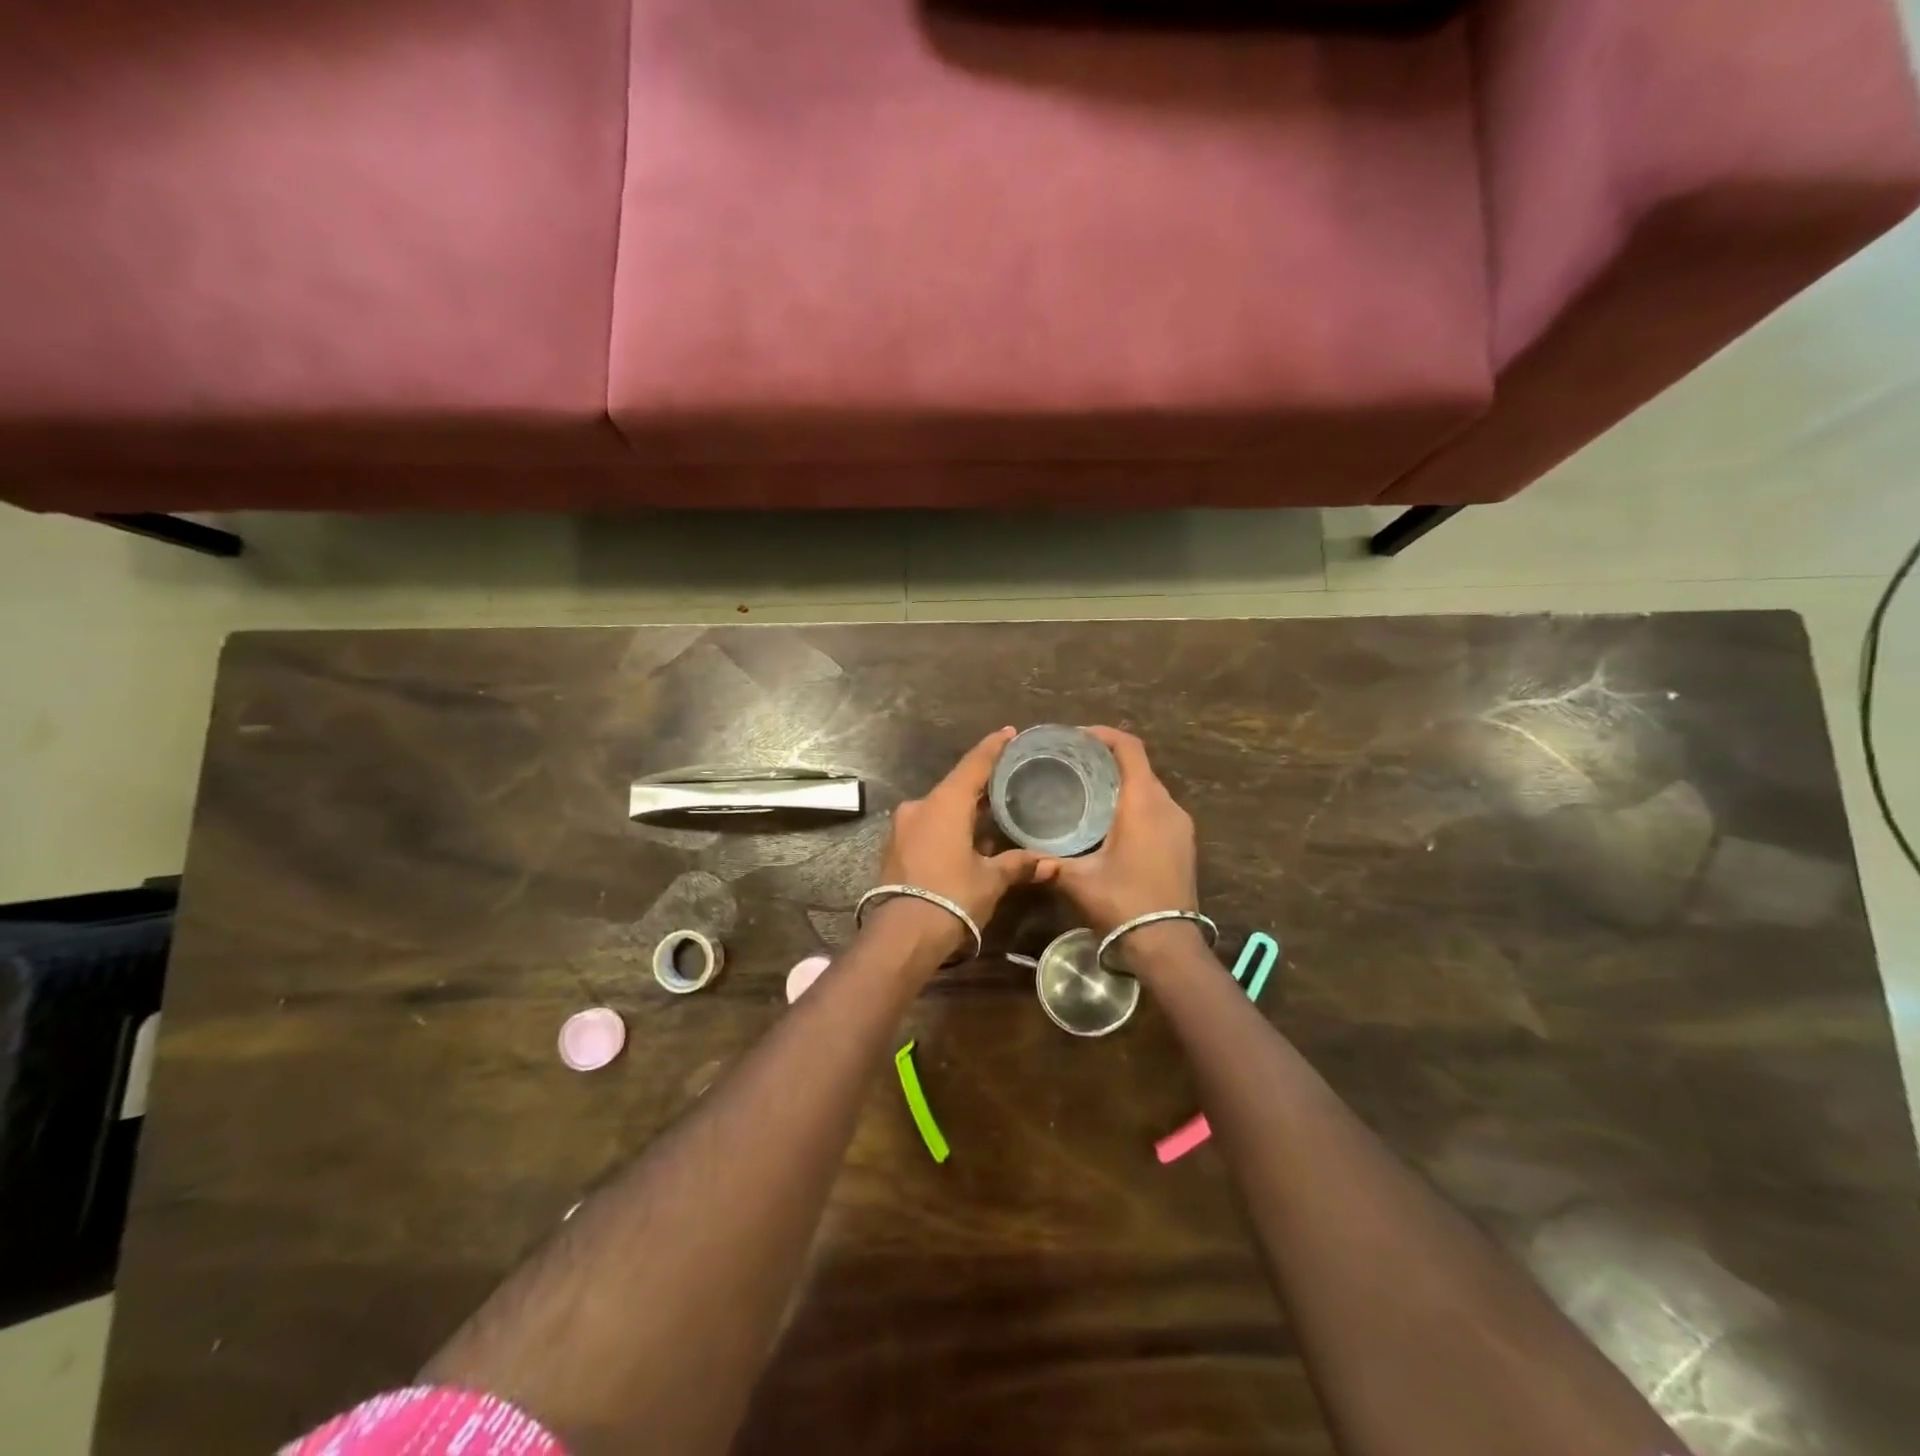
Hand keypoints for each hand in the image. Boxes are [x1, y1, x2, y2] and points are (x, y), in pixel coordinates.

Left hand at [875, 728, 1055, 956]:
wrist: (903, 934)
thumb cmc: (953, 896)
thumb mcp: (991, 880)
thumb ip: (1019, 865)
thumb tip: (1052, 863)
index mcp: (945, 803)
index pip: (974, 764)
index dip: (993, 747)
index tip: (1009, 733)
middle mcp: (921, 806)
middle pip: (956, 787)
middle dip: (981, 786)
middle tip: (1008, 782)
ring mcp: (903, 827)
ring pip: (940, 809)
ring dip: (963, 811)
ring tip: (992, 816)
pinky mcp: (895, 848)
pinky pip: (927, 827)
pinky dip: (947, 828)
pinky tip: (966, 841)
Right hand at [1041, 727, 1197, 935]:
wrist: (1167, 944)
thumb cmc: (1123, 903)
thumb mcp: (1078, 880)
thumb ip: (1049, 861)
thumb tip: (1025, 854)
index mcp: (1143, 803)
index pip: (1129, 748)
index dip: (1104, 735)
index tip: (1077, 737)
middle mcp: (1167, 806)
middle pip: (1140, 766)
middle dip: (1109, 759)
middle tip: (1074, 765)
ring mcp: (1181, 826)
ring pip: (1150, 789)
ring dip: (1124, 783)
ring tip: (1089, 791)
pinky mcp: (1184, 844)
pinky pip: (1159, 810)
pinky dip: (1136, 804)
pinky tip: (1112, 822)